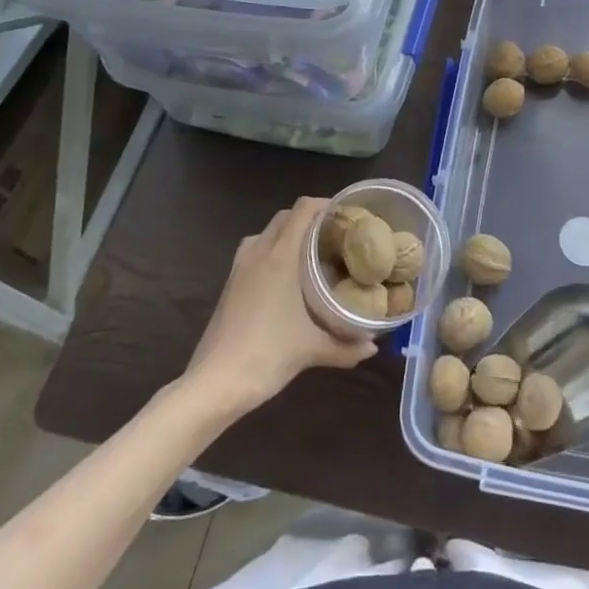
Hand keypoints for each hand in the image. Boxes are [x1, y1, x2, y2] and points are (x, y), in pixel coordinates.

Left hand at [186, 197, 376, 411]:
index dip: (325, 204)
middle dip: (309, 218)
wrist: (215, 383)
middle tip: (334, 235)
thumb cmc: (267, 355)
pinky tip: (285, 278)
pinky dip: (271, 251)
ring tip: (311, 252)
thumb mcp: (312, 350)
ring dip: (287, 233)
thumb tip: (372, 347)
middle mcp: (258, 253)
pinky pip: (253, 251)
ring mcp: (239, 267)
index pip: (303, 209)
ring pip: (266, 232)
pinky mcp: (229, 284)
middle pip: (285, 217)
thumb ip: (346, 347)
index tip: (347, 215)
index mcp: (280, 256)